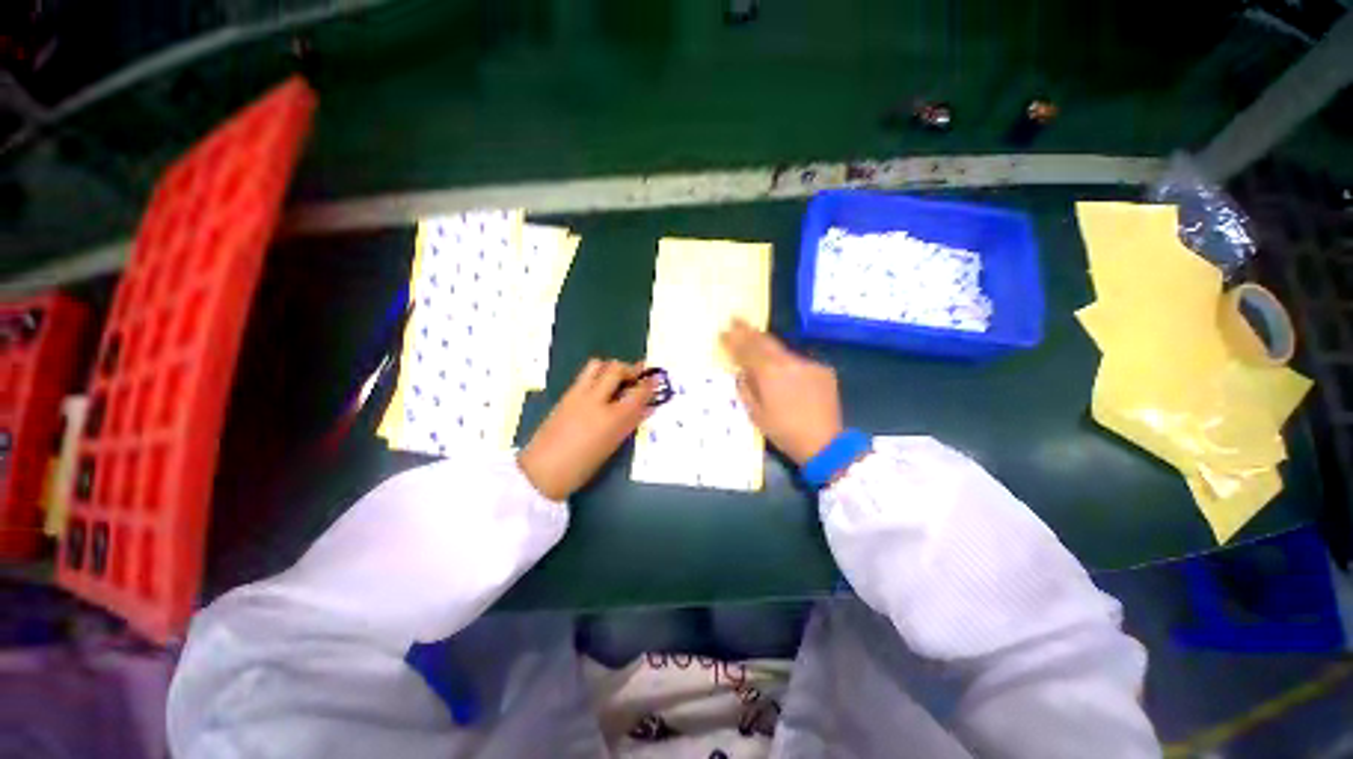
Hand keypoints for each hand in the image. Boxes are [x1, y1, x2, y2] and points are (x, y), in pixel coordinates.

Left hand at [518, 359, 656, 500]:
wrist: (541, 472)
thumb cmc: (582, 467)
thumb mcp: (612, 446)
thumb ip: (630, 424)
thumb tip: (647, 409)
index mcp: (611, 418)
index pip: (637, 392)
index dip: (649, 383)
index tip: (656, 378)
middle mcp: (595, 400)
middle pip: (616, 369)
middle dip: (630, 368)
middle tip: (637, 375)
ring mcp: (577, 395)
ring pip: (597, 365)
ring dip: (610, 368)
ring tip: (617, 380)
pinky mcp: (565, 396)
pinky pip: (585, 376)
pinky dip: (598, 376)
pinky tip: (600, 390)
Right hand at [721, 320, 842, 464]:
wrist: (825, 443)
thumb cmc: (784, 432)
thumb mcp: (756, 414)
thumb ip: (746, 388)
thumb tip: (742, 372)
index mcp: (769, 373)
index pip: (747, 350)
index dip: (734, 340)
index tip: (723, 330)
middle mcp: (788, 362)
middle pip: (764, 341)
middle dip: (748, 331)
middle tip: (736, 319)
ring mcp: (807, 364)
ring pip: (782, 350)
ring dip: (767, 346)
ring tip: (756, 339)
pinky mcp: (821, 369)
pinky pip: (798, 362)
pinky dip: (787, 363)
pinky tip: (784, 371)